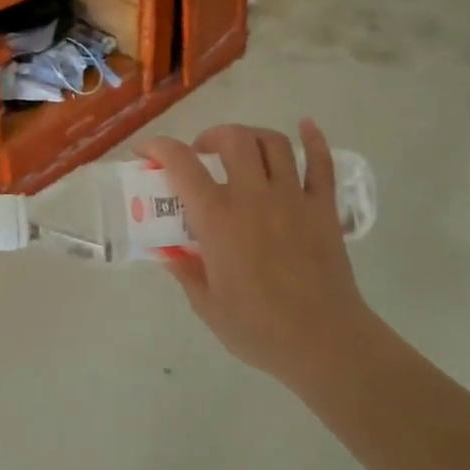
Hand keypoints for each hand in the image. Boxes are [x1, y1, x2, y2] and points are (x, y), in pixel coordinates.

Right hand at [142, 120, 376, 385]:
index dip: (158, 148)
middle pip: (233, 139)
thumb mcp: (207, 305)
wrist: (323, 343)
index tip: (146, 152)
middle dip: (211, 136)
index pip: (182, 165)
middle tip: (203, 154)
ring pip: (274, 143)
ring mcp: (293, 199)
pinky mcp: (324, 209)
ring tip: (242, 149)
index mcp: (218, 219)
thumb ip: (185, 271)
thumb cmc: (258, 329)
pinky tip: (306, 126)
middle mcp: (254, 197)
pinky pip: (321, 163)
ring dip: (252, 136)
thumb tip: (168, 253)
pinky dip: (314, 140)